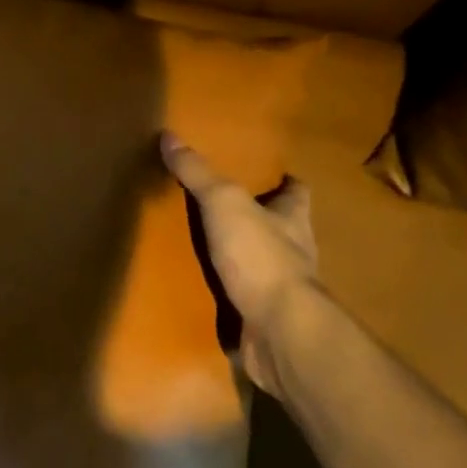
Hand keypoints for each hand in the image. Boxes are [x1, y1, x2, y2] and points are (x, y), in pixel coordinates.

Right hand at [161, 132, 316, 402]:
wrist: (279, 332)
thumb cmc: (260, 256)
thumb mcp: (224, 203)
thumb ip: (198, 173)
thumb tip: (169, 135)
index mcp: (293, 218)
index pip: (297, 191)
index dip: (284, 181)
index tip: (266, 173)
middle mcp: (294, 250)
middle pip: (280, 226)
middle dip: (257, 219)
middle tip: (219, 207)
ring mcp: (281, 289)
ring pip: (260, 264)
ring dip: (239, 258)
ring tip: (200, 248)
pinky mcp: (265, 320)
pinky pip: (243, 301)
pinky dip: (226, 296)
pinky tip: (199, 292)